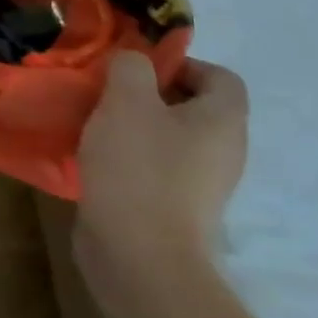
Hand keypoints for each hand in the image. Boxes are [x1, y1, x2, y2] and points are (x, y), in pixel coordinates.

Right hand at [74, 53, 247, 317]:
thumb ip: (131, 67)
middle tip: (107, 93)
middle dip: (149, 95)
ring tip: (94, 125)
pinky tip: (96, 161)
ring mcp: (202, 185)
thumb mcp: (126, 100)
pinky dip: (129, 159)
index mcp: (223, 120)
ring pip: (169, 139)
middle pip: (192, 107)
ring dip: (134, 127)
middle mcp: (223, 151)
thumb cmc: (138, 167)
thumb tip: (134, 61)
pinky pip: (155, 169)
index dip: (180, 63)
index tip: (135, 69)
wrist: (139, 256)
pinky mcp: (175, 210)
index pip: (220, 76)